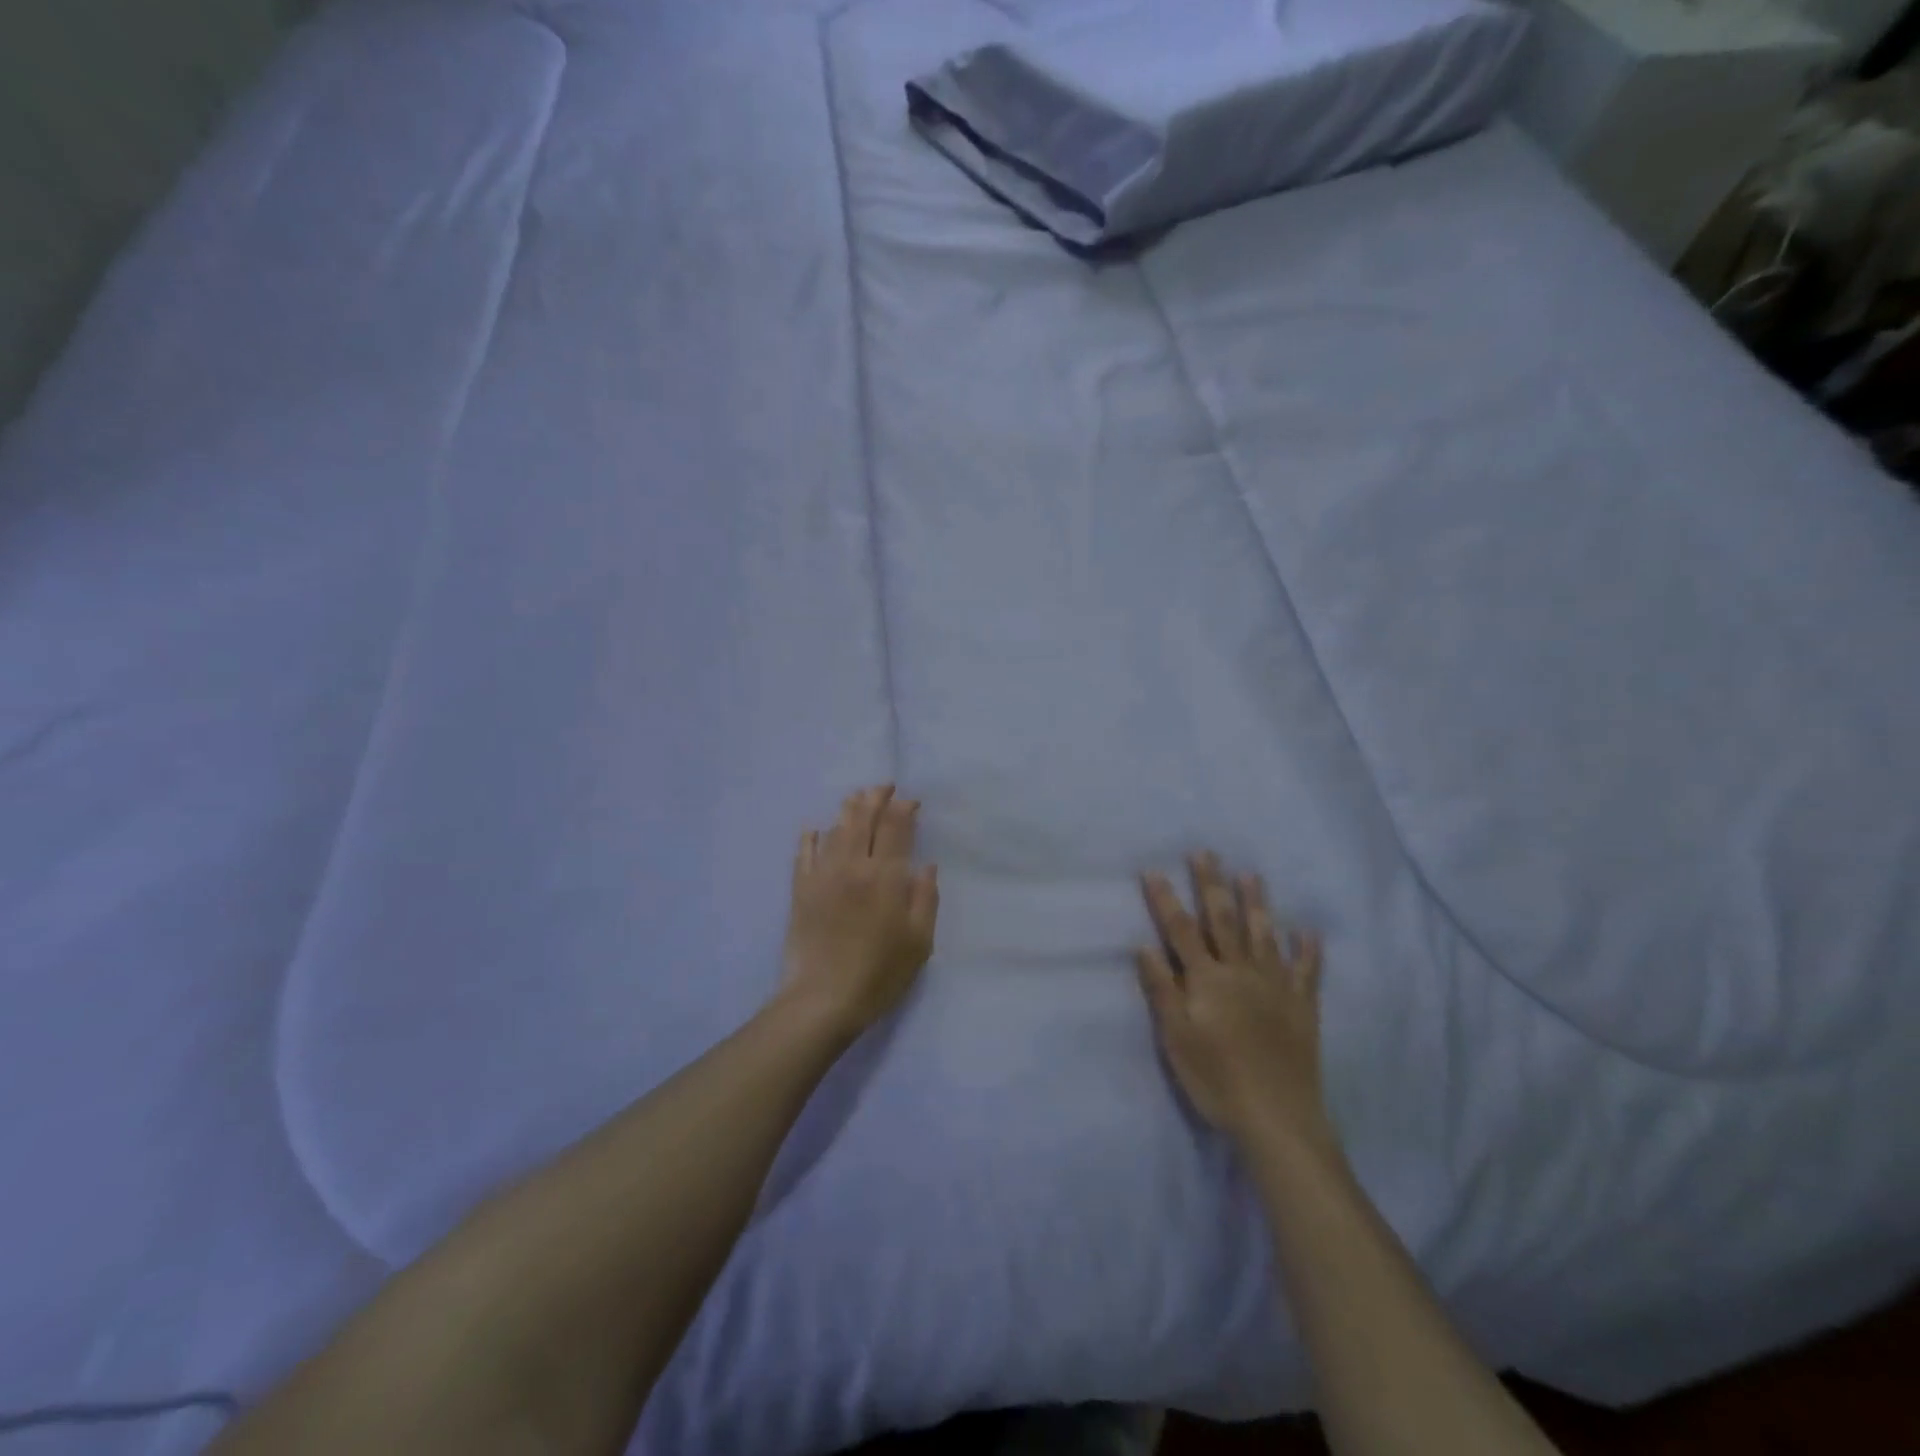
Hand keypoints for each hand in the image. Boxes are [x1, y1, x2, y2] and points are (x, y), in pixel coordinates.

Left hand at [781, 785, 939, 1036]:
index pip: (895, 828)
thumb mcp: (919, 942)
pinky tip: (814, 829)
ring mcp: (823, 876)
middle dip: (875, 799)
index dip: (903, 808)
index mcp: (886, 878)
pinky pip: (804, 854)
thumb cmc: (880, 974)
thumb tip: (926, 866)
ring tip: (856, 798)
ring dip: (848, 810)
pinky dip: (811, 838)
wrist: (823, 999)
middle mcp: (853, 867)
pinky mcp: (801, 891)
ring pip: (835, 831)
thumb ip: (925, 899)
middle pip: (863, 820)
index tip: (911, 801)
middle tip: (884, 787)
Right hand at [1137, 854, 1335, 1157]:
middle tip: (1206, 854)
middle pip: (1223, 921)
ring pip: (1264, 936)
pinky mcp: (1301, 1008)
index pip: (1181, 931)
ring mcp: (1275, 987)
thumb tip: (1144, 946)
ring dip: (1257, 904)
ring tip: (1251, 875)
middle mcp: (1240, 973)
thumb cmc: (1216, 1079)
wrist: (1277, 1118)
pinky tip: (1308, 933)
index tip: (1154, 871)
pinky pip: (1306, 973)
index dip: (1166, 900)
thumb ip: (1162, 990)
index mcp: (1207, 980)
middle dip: (1211, 885)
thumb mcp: (1176, 1039)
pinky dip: (1308, 951)